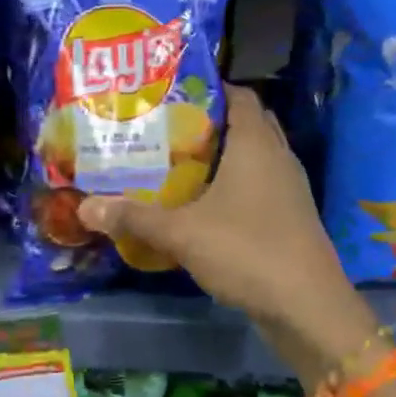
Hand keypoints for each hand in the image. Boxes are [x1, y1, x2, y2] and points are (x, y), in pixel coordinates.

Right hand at [77, 86, 377, 381]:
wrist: (309, 309)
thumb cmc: (247, 251)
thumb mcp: (182, 233)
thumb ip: (134, 218)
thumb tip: (86, 207)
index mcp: (256, 144)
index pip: (240, 96)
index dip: (210, 88)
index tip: (173, 93)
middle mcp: (277, 157)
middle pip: (248, 123)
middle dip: (212, 121)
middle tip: (170, 126)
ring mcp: (289, 189)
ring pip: (255, 156)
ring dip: (224, 155)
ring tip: (180, 160)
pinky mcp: (291, 217)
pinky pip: (260, 185)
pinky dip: (235, 185)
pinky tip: (204, 203)